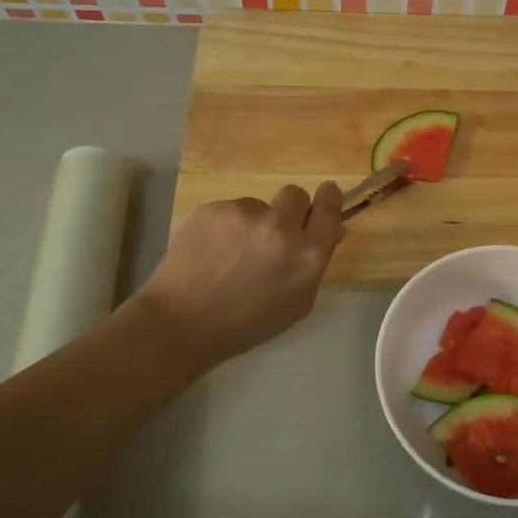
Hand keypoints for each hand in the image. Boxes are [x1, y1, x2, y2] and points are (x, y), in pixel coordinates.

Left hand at [130, 182, 344, 369]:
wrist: (183, 322)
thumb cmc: (248, 324)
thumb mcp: (297, 303)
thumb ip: (316, 264)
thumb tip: (334, 231)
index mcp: (308, 254)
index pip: (329, 210)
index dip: (329, 199)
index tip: (327, 193)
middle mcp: (282, 227)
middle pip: (296, 195)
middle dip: (290, 209)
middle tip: (273, 233)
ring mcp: (246, 214)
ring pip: (259, 205)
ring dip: (253, 223)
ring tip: (231, 254)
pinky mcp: (215, 209)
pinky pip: (230, 210)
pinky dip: (225, 227)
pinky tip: (211, 252)